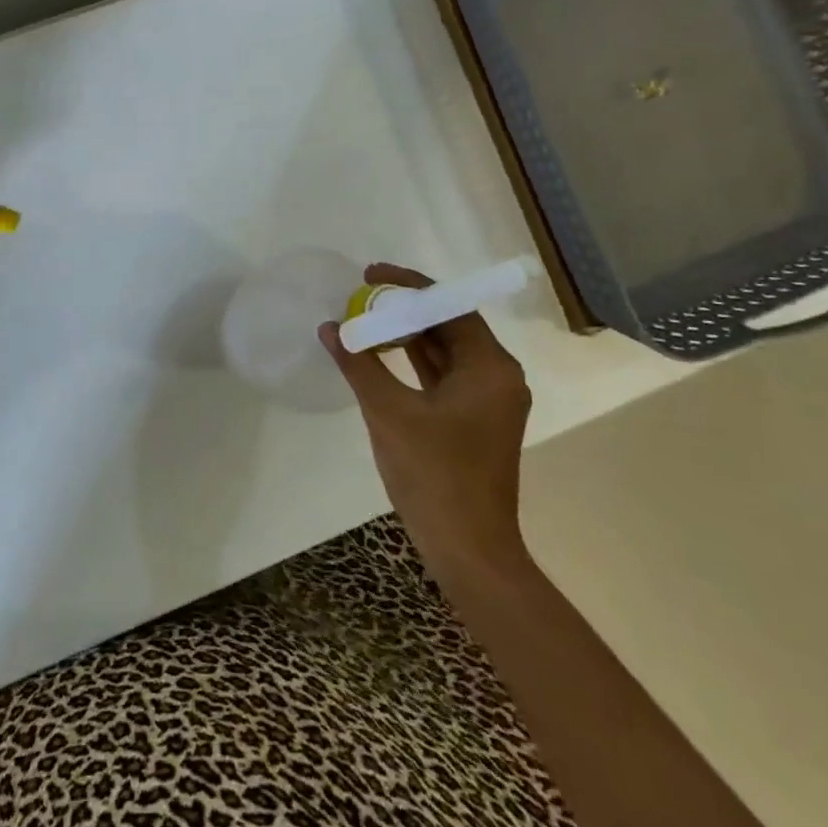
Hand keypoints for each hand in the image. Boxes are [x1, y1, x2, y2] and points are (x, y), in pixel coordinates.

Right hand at [319, 262, 531, 581]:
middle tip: (362, 295)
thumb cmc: (434, 476)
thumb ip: (359, 364)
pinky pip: (443, 375)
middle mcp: (497, 376)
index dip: (408, 285)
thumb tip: (330, 327)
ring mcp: (488, 400)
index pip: (449, 305)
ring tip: (365, 318)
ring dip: (407, 335)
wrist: (469, 551)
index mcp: (489, 367)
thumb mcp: (389, 413)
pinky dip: (413, 362)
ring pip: (445, 351)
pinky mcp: (474, 420)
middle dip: (405, 308)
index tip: (369, 275)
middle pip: (449, 324)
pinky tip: (380, 355)